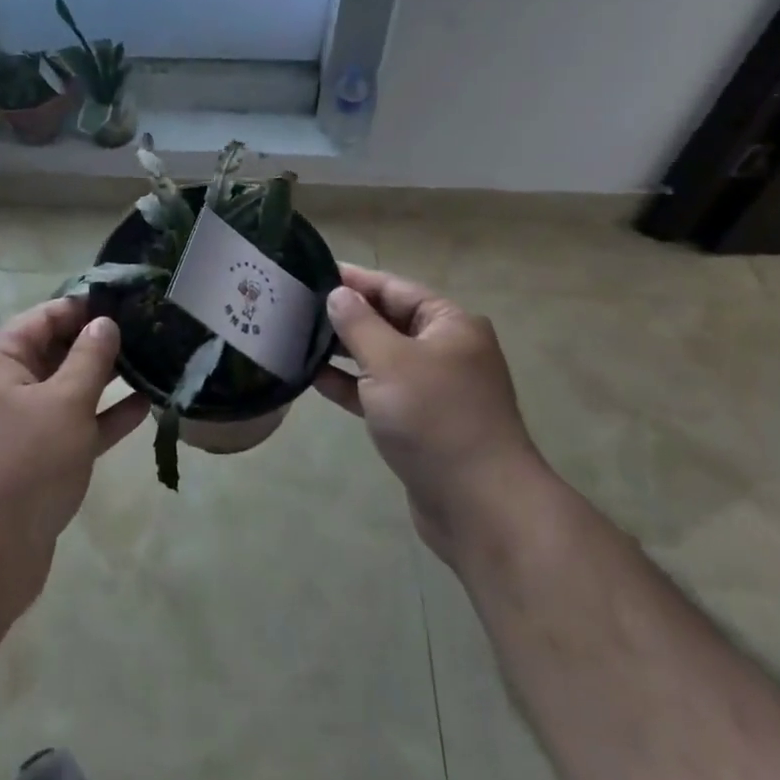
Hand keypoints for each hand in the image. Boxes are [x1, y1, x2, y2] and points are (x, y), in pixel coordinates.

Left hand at [0, 298, 148, 607]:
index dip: (86, 306)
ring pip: (69, 391)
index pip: (46, 316)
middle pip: (57, 351)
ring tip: (153, 362)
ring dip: (107, 379)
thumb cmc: (22, 466)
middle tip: (149, 330)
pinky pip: (74, 427)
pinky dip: (104, 417)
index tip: (129, 301)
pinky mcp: (38, 463)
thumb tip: (105, 322)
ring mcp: (21, 428)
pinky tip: (144, 406)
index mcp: (0, 362)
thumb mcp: (63, 402)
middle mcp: (7, 388)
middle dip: (100, 341)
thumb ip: (89, 358)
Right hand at [316, 264, 543, 564]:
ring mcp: (435, 389)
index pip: (394, 288)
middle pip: (389, 321)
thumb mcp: (390, 362)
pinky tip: (315, 378)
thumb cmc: (436, 419)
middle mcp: (446, 350)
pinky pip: (381, 392)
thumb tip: (338, 294)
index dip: (354, 279)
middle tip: (298, 306)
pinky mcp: (422, 424)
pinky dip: (353, 385)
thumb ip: (359, 324)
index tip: (313, 271)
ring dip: (345, 351)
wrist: (481, 508)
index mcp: (449, 324)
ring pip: (382, 358)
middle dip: (347, 315)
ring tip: (299, 338)